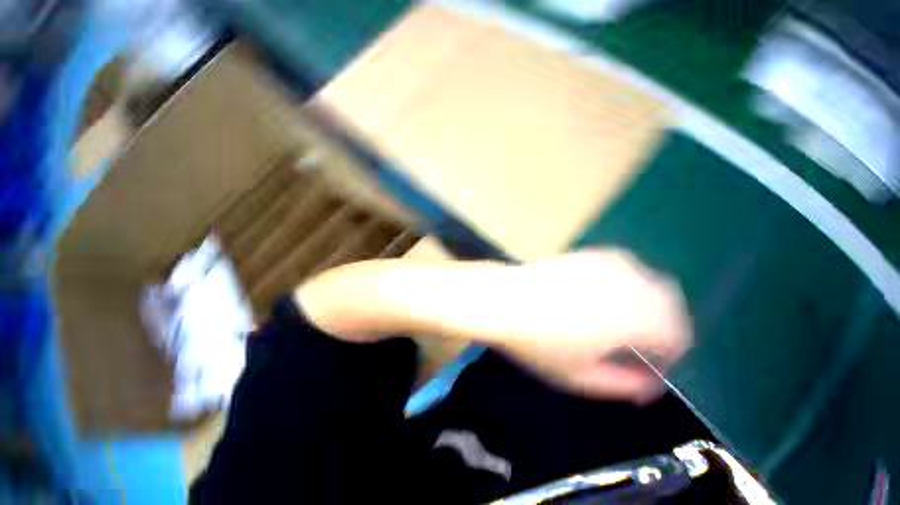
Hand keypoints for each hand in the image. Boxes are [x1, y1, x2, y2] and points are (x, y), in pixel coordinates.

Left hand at [485, 250, 690, 403]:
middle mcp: (629, 283)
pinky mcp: (589, 253)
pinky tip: (605, 297)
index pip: (677, 337)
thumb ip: (624, 385)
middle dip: (664, 329)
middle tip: (638, 347)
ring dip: (648, 305)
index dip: (668, 357)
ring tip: (622, 323)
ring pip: (651, 282)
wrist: (501, 300)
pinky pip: (626, 268)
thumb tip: (648, 384)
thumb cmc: (536, 342)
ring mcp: (608, 263)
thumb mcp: (580, 378)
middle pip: (671, 304)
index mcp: (634, 317)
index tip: (648, 369)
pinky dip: (629, 285)